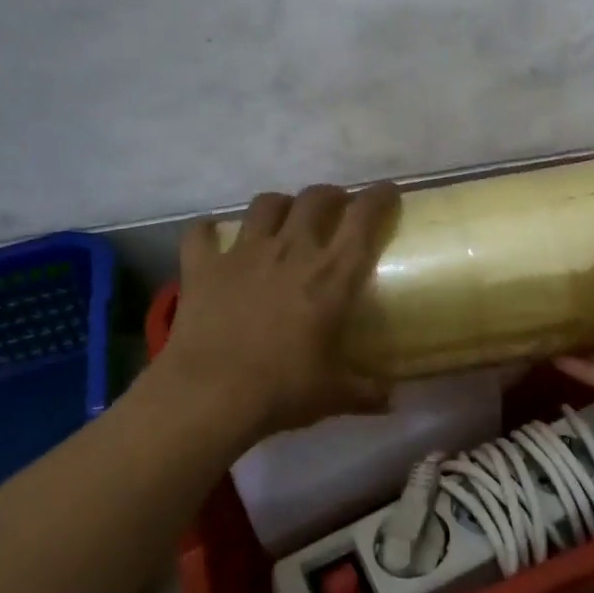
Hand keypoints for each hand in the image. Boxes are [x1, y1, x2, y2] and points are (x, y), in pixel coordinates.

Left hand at [154, 183, 400, 441]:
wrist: (209, 396)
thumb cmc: (282, 391)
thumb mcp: (334, 395)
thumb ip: (366, 392)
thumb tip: (391, 401)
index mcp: (331, 276)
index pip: (363, 219)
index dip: (379, 197)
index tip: (388, 191)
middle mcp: (291, 251)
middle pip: (315, 199)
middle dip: (331, 195)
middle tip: (337, 207)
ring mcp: (243, 253)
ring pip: (266, 204)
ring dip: (280, 204)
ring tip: (284, 217)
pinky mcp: (203, 266)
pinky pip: (202, 232)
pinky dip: (209, 231)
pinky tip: (214, 237)